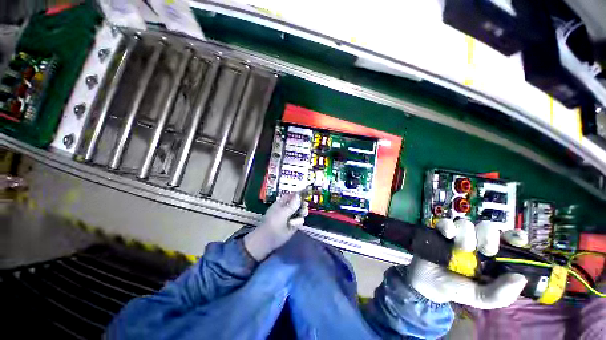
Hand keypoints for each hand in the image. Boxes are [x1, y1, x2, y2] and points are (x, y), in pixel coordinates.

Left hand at [244, 193, 308, 260]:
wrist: (269, 240)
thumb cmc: (274, 223)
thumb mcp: (283, 212)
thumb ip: (292, 205)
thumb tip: (299, 195)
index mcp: (281, 203)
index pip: (291, 196)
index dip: (297, 195)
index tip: (305, 194)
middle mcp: (286, 209)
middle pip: (297, 204)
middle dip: (302, 204)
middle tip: (305, 206)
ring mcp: (290, 217)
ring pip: (300, 212)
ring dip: (302, 212)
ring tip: (303, 214)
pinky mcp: (293, 226)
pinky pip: (299, 221)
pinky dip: (299, 221)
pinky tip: (298, 223)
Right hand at [407, 219, 527, 308]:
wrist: (423, 281)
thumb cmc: (452, 289)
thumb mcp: (477, 298)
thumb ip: (498, 294)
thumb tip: (520, 278)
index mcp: (490, 259)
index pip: (507, 242)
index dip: (514, 236)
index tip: (518, 240)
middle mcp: (476, 244)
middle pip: (487, 227)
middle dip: (488, 236)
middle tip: (485, 250)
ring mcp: (456, 236)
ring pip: (467, 223)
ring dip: (466, 235)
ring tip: (459, 248)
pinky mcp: (439, 232)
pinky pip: (445, 222)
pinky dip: (447, 226)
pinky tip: (446, 235)